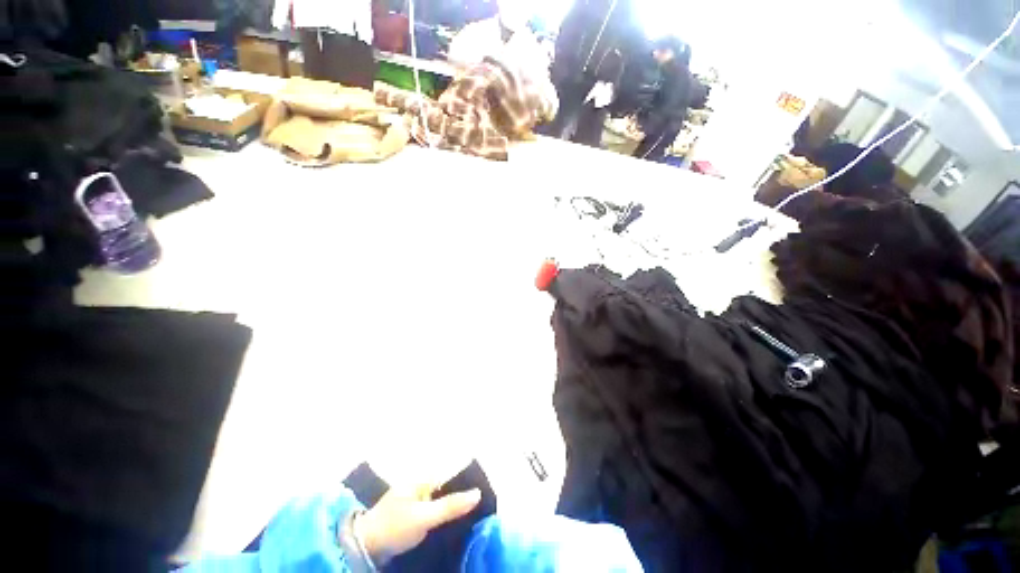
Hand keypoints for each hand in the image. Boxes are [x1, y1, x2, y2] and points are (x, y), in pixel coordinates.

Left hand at [358, 484, 480, 565]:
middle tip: (478, 508)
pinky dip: (442, 517)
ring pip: (440, 501)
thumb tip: (478, 493)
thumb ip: (450, 506)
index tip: (482, 493)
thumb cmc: (394, 526)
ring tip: (470, 517)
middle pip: (446, 488)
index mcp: (422, 479)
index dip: (466, 482)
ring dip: (452, 509)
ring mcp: (414, 501)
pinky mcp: (411, 516)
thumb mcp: (424, 517)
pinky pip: (433, 512)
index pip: (450, 475)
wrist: (364, 547)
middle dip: (460, 497)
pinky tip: (451, 526)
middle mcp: (419, 486)